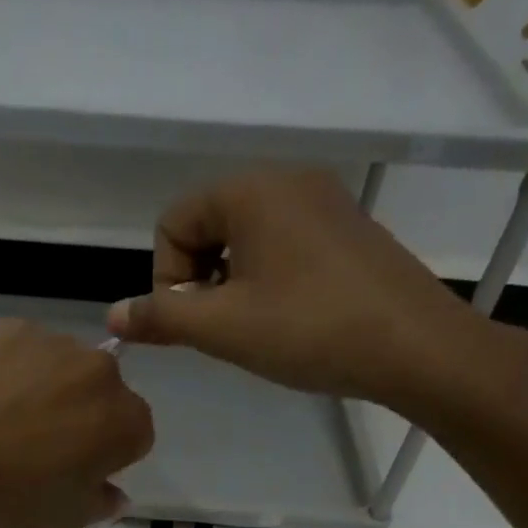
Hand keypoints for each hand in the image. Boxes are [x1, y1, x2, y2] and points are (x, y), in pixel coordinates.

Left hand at [0, 321, 154, 527]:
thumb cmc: (15, 496)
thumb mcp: (69, 516)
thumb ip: (104, 502)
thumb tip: (116, 494)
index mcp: (127, 421)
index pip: (135, 434)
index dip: (109, 453)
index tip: (80, 468)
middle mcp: (104, 372)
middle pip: (104, 392)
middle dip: (84, 412)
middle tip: (43, 441)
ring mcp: (57, 343)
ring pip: (65, 366)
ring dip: (51, 385)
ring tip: (8, 416)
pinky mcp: (13, 328)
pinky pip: (24, 349)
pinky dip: (13, 367)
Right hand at [105, 169, 527, 422]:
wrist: (415, 347)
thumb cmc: (310, 330)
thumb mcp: (223, 328)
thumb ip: (161, 318)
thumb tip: (111, 317)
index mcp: (251, 190)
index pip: (173, 221)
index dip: (167, 277)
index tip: (193, 321)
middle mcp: (287, 180)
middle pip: (208, 224)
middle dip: (199, 280)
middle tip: (222, 328)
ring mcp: (324, 201)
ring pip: (245, 238)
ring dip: (231, 283)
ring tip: (255, 327)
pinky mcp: (348, 229)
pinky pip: (283, 244)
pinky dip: (267, 279)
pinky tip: (289, 318)